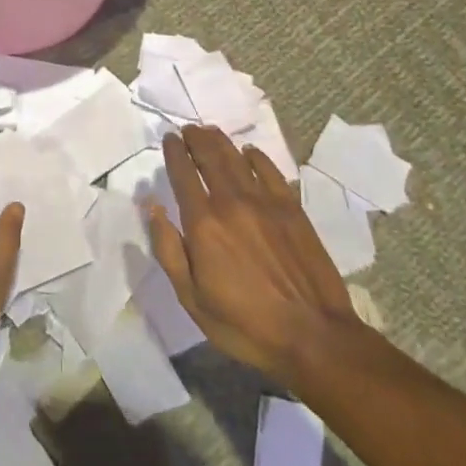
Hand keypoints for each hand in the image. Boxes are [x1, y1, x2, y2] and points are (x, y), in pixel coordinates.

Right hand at [149, 126, 360, 384]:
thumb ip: (169, 249)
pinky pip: (270, 170)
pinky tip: (249, 152)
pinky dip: (256, 156)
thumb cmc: (245, 324)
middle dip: (196, 139)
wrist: (313, 335)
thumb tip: (152, 207)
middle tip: (188, 130)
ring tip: (209, 132)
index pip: (183, 174)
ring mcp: (265, 202)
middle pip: (210, 157)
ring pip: (237, 158)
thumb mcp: (192, 298)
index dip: (174, 153)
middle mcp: (232, 202)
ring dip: (220, 141)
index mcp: (204, 224)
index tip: (169, 139)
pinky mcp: (292, 208)